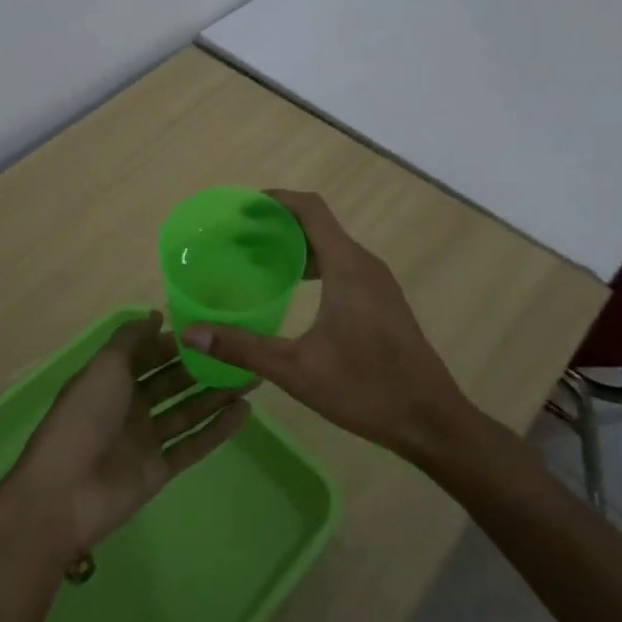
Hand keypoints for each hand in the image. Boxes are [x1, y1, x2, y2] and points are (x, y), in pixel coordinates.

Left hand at [6, 311, 250, 557]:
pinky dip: (217, 430)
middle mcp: (131, 405)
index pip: (151, 354)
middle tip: (243, 352)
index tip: (213, 329)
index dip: (179, 342)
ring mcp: (146, 439)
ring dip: (217, 395)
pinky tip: (245, 412)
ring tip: (253, 377)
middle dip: (205, 367)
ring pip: (188, 411)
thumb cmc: (84, 416)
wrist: (64, 492)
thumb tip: (157, 315)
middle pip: (173, 381)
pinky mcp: (159, 470)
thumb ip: (131, 339)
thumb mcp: (105, 366)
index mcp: (113, 378)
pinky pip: (193, 445)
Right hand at [182, 190, 473, 462]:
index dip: (277, 201)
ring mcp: (379, 282)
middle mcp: (365, 263)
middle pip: (319, 225)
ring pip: (333, 247)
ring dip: (298, 247)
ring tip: (260, 263)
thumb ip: (242, 348)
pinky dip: (316, 265)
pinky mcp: (384, 301)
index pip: (310, 209)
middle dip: (279, 226)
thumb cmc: (365, 389)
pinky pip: (344, 266)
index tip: (243, 209)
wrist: (431, 420)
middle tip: (240, 240)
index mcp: (347, 266)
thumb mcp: (296, 370)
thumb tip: (191, 332)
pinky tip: (295, 292)